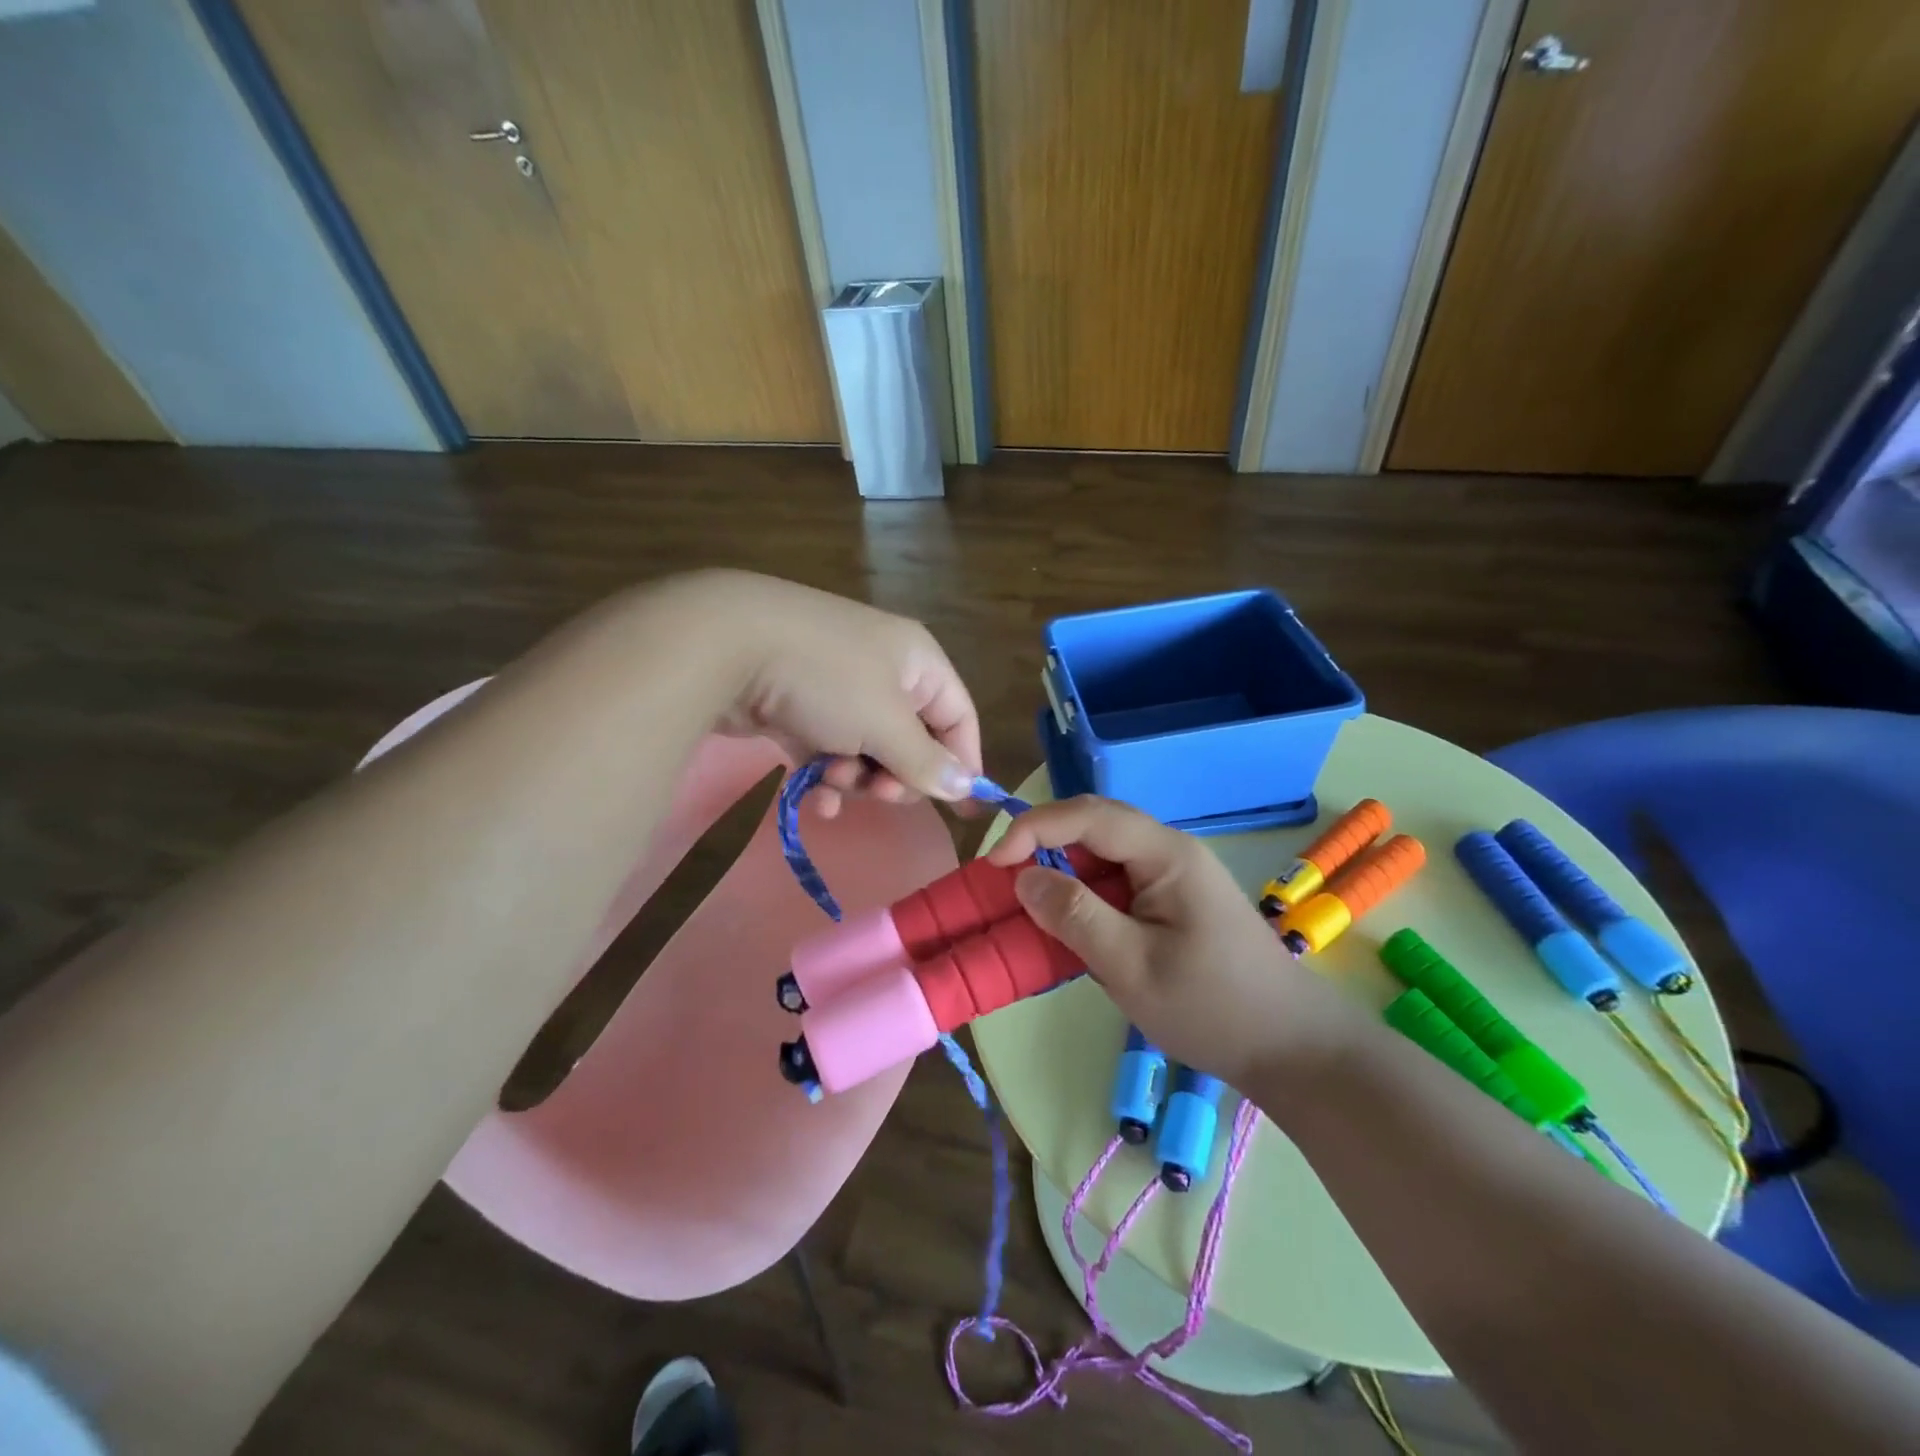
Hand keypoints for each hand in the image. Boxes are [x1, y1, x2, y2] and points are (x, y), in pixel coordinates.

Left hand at [676, 571, 982, 818]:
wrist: (727, 644)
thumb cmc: (826, 679)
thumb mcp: (885, 724)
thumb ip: (926, 761)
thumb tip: (966, 785)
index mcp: (917, 661)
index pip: (958, 716)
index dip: (963, 762)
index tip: (962, 809)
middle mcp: (884, 669)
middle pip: (912, 738)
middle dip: (897, 774)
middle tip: (878, 793)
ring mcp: (839, 685)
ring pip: (868, 748)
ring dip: (856, 776)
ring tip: (832, 780)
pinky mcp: (800, 703)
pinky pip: (829, 747)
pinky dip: (826, 773)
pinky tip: (815, 798)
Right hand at [987, 795, 1364, 1086]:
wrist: (1292, 1048)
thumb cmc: (1213, 1009)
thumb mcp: (1132, 967)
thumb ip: (1075, 916)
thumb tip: (1023, 877)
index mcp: (1166, 854)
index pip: (1089, 815)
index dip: (1035, 828)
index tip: (996, 864)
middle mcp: (1170, 851)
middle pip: (1095, 825)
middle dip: (1044, 844)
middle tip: (1005, 881)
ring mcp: (1175, 875)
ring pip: (1103, 854)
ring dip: (1062, 872)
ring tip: (1028, 905)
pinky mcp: (1173, 900)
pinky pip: (1117, 881)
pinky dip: (1084, 895)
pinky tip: (1068, 926)